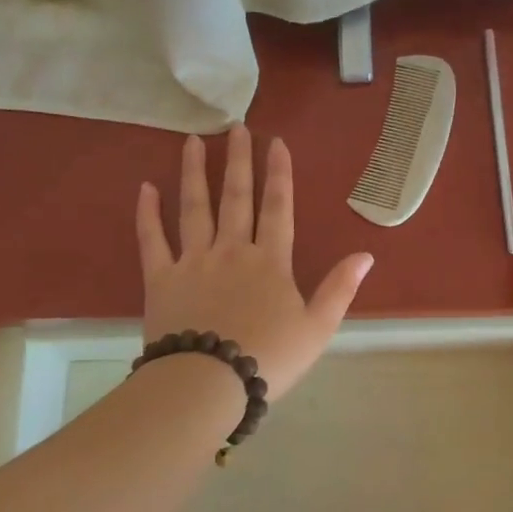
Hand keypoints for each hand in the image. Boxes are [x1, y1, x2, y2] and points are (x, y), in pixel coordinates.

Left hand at [136, 125, 373, 396]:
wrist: (208, 384)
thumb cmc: (268, 358)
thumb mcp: (317, 328)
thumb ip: (340, 288)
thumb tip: (366, 255)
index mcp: (270, 262)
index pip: (277, 208)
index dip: (279, 174)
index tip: (275, 143)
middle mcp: (232, 251)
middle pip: (236, 198)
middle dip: (238, 161)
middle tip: (235, 127)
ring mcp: (193, 261)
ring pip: (194, 208)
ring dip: (195, 173)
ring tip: (192, 142)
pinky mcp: (161, 279)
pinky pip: (153, 240)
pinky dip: (148, 214)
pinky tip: (145, 188)